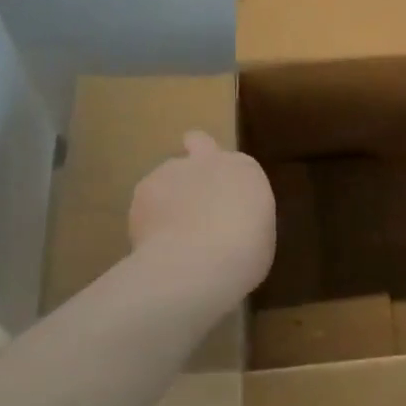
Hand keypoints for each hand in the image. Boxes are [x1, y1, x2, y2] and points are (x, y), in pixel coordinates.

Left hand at [129, 132, 276, 306]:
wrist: (197, 263)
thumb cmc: (244, 255)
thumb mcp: (260, 236)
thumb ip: (242, 219)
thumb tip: (228, 225)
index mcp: (246, 170)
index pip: (237, 166)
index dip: (228, 183)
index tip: (226, 208)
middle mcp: (210, 160)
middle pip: (199, 142)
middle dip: (193, 159)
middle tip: (192, 193)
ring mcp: (174, 170)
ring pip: (168, 177)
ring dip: (169, 196)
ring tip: (168, 235)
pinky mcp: (144, 188)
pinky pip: (146, 200)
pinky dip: (148, 217)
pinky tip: (153, 243)